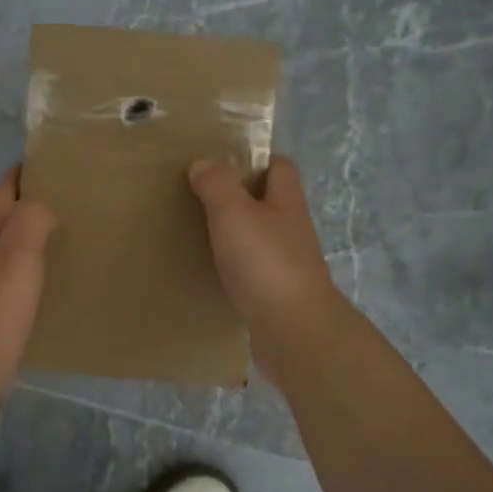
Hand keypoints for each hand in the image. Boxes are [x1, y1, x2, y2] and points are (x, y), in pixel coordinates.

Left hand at [0, 167, 57, 408]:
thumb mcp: (16, 255)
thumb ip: (30, 220)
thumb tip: (42, 206)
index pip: (2, 190)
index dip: (25, 173)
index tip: (57, 163)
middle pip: (2, 219)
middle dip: (31, 206)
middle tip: (75, 204)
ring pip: (5, 251)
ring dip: (31, 242)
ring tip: (69, 242)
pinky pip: (9, 283)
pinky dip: (29, 276)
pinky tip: (48, 289)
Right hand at [188, 156, 349, 373]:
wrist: (294, 332)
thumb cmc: (265, 263)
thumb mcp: (234, 213)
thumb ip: (217, 185)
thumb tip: (203, 163)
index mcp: (287, 202)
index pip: (281, 167)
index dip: (257, 158)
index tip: (223, 159)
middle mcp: (292, 230)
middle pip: (270, 203)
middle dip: (241, 196)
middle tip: (200, 195)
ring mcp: (288, 265)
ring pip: (260, 238)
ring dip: (236, 234)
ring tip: (199, 232)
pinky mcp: (277, 296)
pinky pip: (253, 272)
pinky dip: (234, 268)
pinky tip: (211, 272)